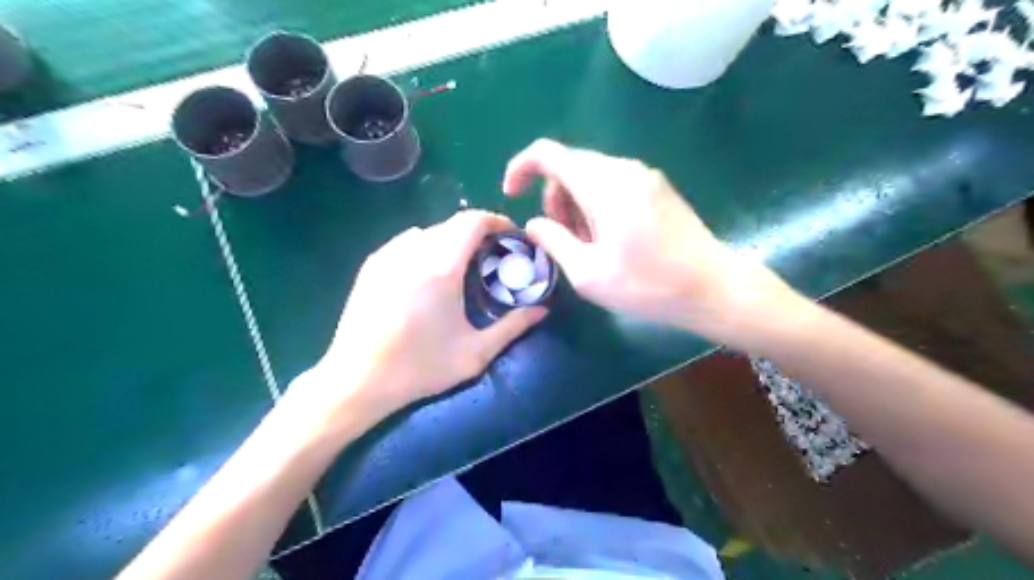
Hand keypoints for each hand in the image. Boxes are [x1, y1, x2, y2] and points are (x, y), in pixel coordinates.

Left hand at [300, 211, 549, 423]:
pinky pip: (407, 243)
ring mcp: (388, 255)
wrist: (357, 380)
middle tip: (491, 258)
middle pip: (452, 224)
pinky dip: (426, 247)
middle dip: (477, 234)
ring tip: (460, 267)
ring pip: (429, 232)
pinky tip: (427, 276)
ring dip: (451, 241)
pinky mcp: (371, 265)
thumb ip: (513, 326)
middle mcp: (413, 251)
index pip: (473, 221)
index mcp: (441, 267)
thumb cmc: (420, 368)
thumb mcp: (475, 353)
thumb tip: (542, 309)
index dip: (497, 221)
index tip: (511, 237)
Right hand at [506, 138, 793, 346]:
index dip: (522, 168)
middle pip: (570, 166)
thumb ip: (552, 241)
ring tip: (587, 246)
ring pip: (592, 176)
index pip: (549, 154)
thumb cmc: (648, 285)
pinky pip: (614, 185)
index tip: (512, 196)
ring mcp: (645, 177)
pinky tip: (609, 240)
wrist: (714, 288)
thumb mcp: (587, 273)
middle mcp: (624, 169)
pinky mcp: (659, 190)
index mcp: (603, 184)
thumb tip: (534, 224)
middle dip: (553, 198)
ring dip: (576, 205)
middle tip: (562, 239)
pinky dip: (597, 206)